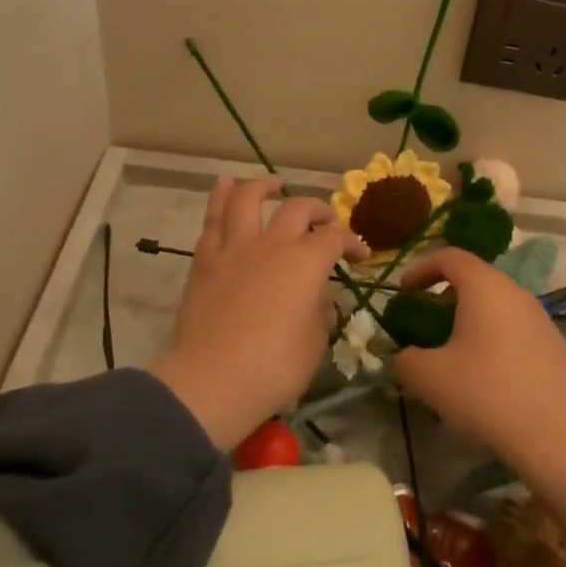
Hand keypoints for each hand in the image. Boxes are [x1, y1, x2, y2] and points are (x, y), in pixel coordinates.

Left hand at [151, 177, 366, 450]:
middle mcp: (272, 245)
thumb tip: (315, 295)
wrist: (212, 382)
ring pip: (247, 199)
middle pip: (297, 209)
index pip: (335, 239)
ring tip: (273, 184)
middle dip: (316, 210)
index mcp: (305, 263)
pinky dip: (220, 197)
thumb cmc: (274, 368)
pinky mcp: (205, 262)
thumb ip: (319, 310)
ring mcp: (235, 249)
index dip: (352, 242)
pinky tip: (225, 185)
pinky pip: (213, 220)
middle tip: (324, 220)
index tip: (361, 254)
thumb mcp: (316, 343)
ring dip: (263, 186)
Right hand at [392, 249, 565, 566]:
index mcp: (484, 286)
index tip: (403, 291)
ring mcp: (542, 318)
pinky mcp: (558, 347)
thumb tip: (403, 355)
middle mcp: (515, 292)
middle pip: (476, 279)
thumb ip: (405, 359)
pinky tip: (490, 375)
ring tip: (456, 351)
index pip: (449, 256)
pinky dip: (497, 339)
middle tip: (427, 321)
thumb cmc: (485, 394)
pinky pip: (518, 330)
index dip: (421, 268)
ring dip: (473, 319)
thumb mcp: (428, 378)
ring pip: (499, 305)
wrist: (554, 437)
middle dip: (446, 296)